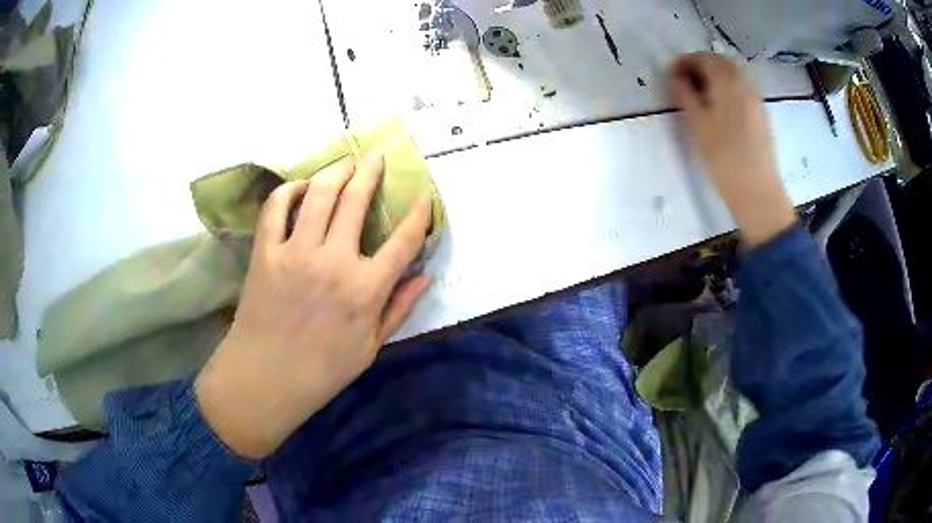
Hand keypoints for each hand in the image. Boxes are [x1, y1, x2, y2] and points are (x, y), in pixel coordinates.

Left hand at [195, 153, 432, 458]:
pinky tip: (302, 187)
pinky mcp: (266, 252)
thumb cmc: (323, 370)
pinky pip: (276, 207)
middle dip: (371, 171)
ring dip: (336, 171)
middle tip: (375, 157)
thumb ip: (399, 308)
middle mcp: (334, 261)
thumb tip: (424, 276)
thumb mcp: (371, 347)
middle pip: (357, 200)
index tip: (423, 197)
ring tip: (345, 162)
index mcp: (366, 289)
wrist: (266, 377)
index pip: (403, 241)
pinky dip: (290, 189)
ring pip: (321, 194)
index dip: (419, 214)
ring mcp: (296, 252)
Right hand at [669, 52, 796, 246]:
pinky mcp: (762, 115)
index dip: (685, 62)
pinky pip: (743, 90)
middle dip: (701, 65)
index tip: (671, 75)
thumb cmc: (724, 159)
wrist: (758, 192)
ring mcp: (756, 100)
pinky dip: (729, 89)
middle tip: (686, 82)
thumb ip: (685, 95)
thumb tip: (677, 77)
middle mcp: (745, 85)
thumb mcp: (698, 125)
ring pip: (734, 75)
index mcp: (727, 83)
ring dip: (716, 76)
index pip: (704, 58)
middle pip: (721, 62)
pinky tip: (720, 108)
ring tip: (701, 95)